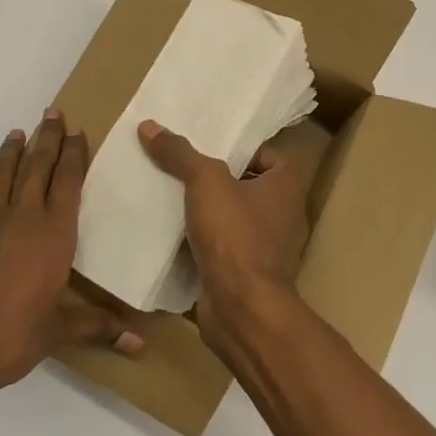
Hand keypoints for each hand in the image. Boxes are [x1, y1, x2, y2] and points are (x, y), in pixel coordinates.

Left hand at [0, 111, 141, 397]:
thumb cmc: (12, 340)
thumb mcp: (59, 332)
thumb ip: (99, 326)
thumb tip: (141, 344)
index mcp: (54, 235)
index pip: (69, 181)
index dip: (75, 153)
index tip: (79, 131)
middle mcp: (23, 215)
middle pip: (39, 165)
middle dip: (49, 137)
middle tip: (55, 114)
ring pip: (3, 169)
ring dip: (14, 147)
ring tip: (21, 131)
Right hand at [138, 119, 311, 357]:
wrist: (241, 309)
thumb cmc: (235, 235)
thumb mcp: (204, 182)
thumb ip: (180, 153)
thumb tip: (149, 125)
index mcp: (286, 188)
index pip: (271, 157)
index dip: (244, 151)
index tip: (212, 151)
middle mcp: (284, 217)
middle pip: (250, 188)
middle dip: (219, 182)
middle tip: (184, 171)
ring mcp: (269, 251)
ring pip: (235, 222)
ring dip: (209, 215)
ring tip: (172, 200)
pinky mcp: (248, 277)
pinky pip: (224, 252)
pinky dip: (204, 246)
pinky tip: (173, 237)